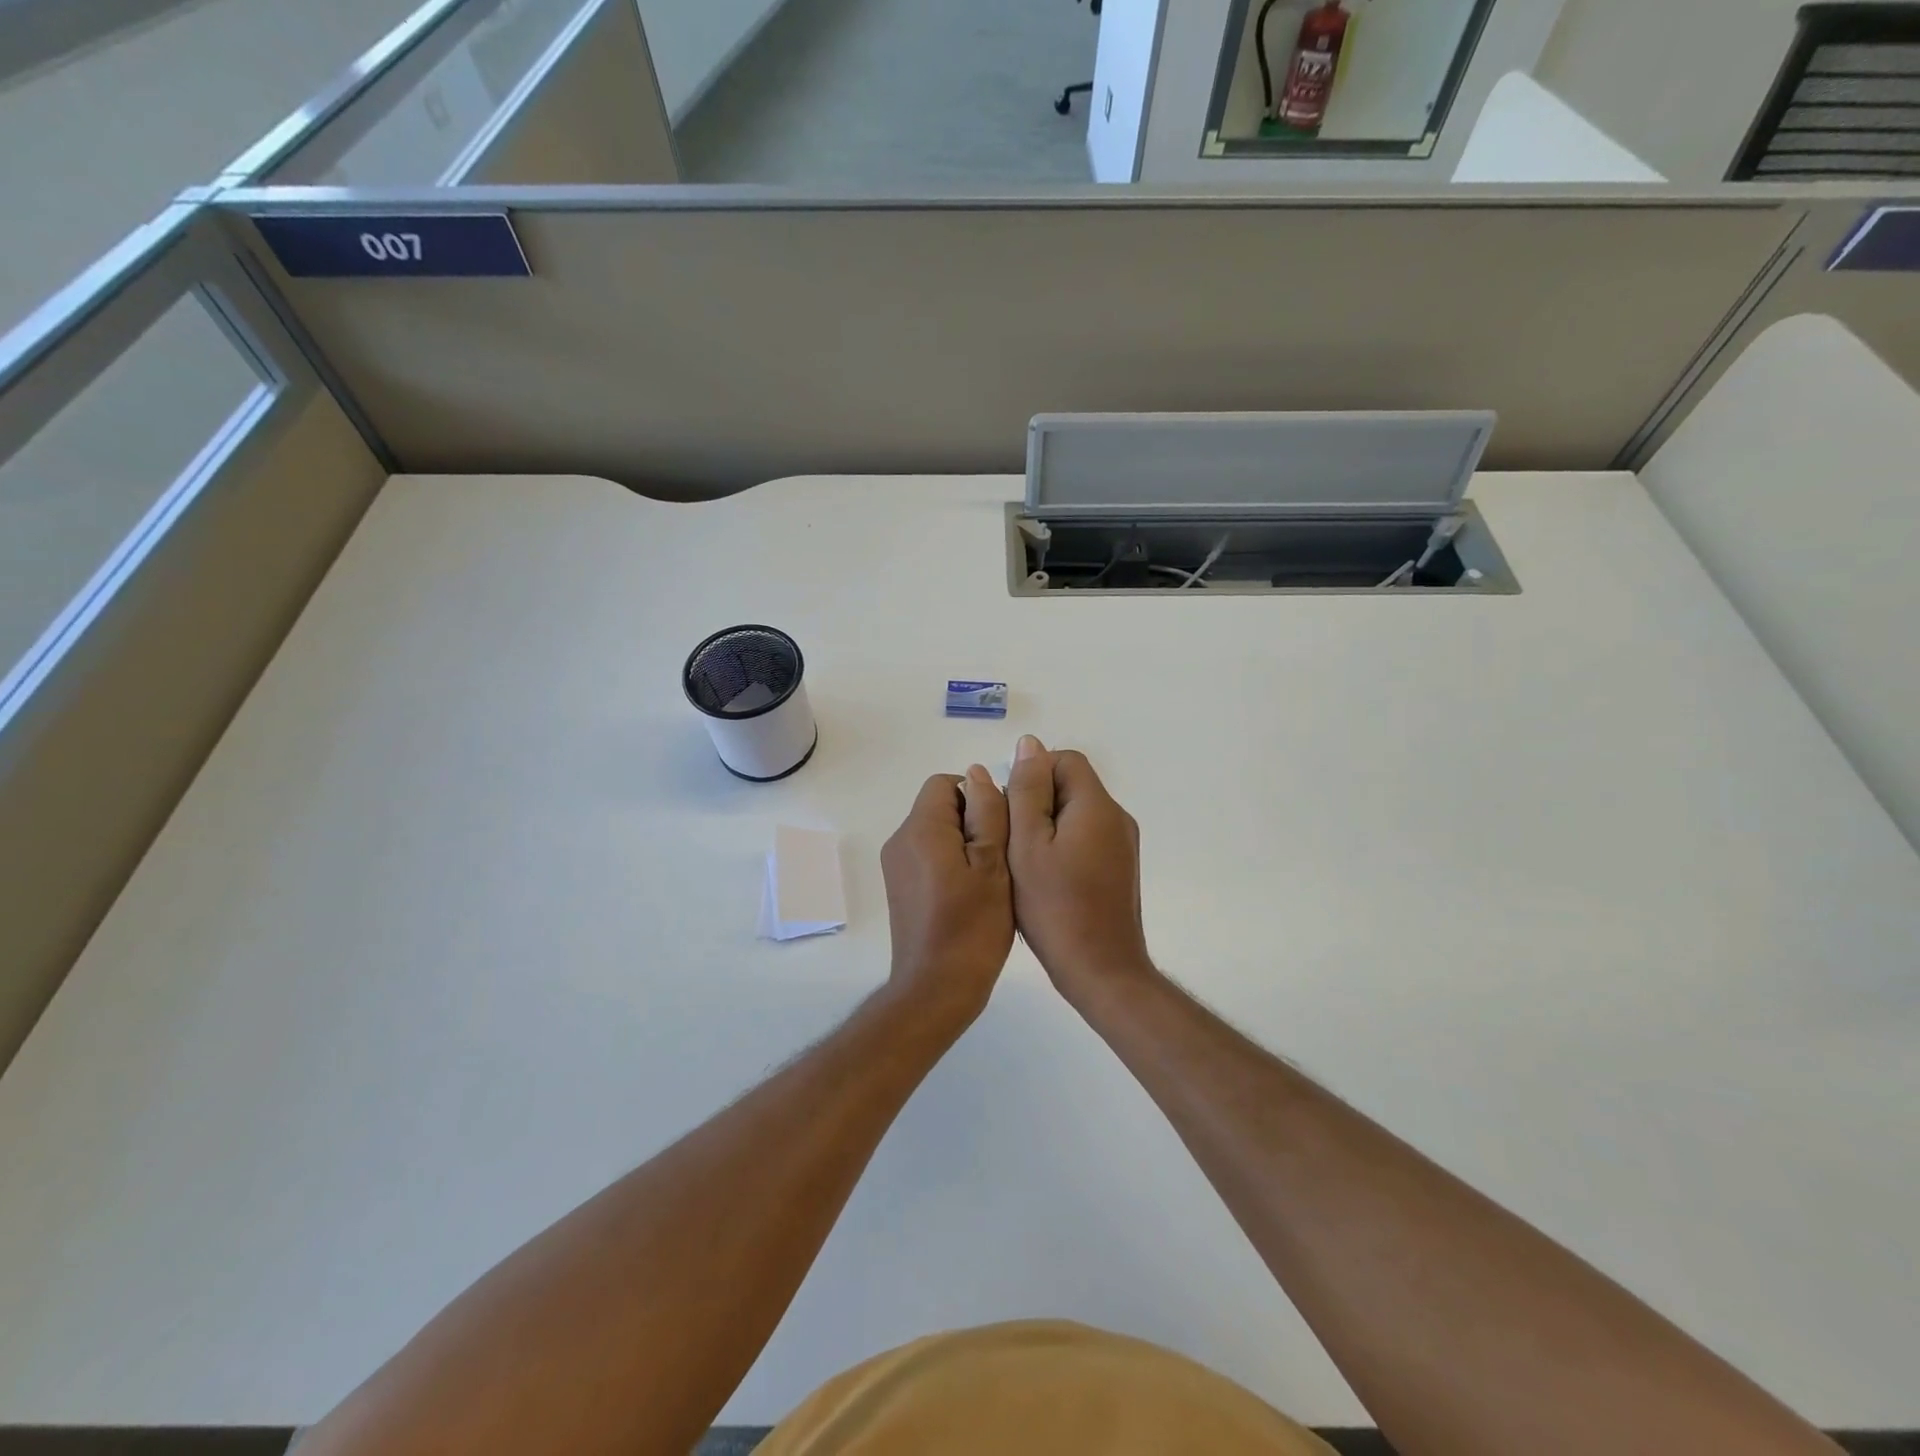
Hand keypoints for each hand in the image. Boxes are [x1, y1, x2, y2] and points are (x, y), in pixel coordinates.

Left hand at [880, 767, 1014, 1023]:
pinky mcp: (900, 888)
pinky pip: (928, 857)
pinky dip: (951, 864)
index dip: (977, 797)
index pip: (946, 784)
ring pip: (936, 833)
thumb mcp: (992, 864)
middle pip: (939, 807)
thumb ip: (987, 813)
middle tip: (1000, 858)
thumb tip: (978, 774)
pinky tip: (973, 895)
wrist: (936, 987)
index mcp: (920, 829)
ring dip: (965, 845)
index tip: (1001, 829)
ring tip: (991, 879)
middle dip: (973, 821)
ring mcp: (896, 866)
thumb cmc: (972, 926)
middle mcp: (900, 841)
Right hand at [1006, 736, 1155, 1006]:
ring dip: (1047, 826)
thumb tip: (1030, 745)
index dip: (1032, 773)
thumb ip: (1027, 790)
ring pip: (1077, 813)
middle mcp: (1117, 818)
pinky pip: (1086, 838)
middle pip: (1072, 785)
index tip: (1010, 809)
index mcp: (1097, 806)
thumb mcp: (1027, 844)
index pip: (1065, 760)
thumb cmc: (1055, 906)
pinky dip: (1062, 845)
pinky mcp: (1119, 868)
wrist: (1101, 969)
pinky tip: (1045, 878)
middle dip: (1037, 801)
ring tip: (1024, 861)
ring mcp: (1122, 844)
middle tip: (1012, 839)